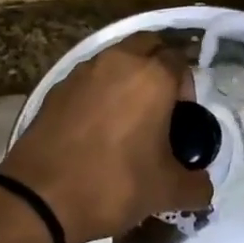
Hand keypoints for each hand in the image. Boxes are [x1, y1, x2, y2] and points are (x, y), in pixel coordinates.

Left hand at [0, 35, 213, 242]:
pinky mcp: (56, 88)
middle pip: (147, 46)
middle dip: (158, 68)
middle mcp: (118, 62)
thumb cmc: (114, 184)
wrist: (40, 196)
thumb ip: (195, 185)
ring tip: (128, 118)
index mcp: (152, 76)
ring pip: (115, 59)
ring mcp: (82, 72)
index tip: (182, 120)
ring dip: (127, 77)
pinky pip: (89, 79)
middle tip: (159, 108)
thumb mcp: (166, 192)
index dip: (186, 88)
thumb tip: (202, 187)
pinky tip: (96, 128)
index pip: (180, 61)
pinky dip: (99, 92)